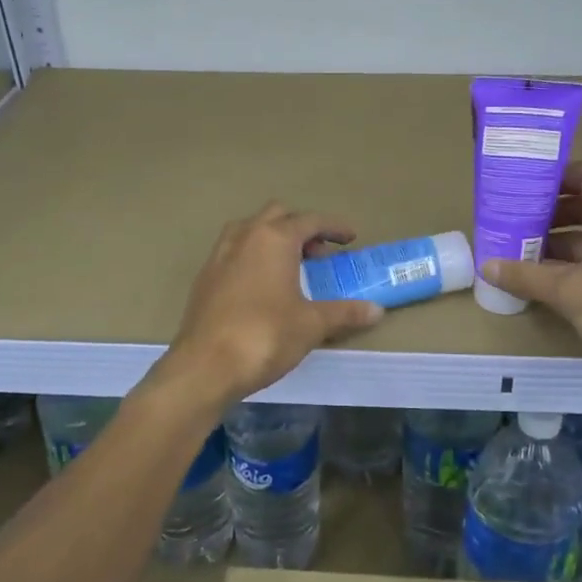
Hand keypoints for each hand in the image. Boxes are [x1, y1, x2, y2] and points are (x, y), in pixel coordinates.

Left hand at [164, 203, 384, 404]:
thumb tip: (377, 310)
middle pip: (277, 216)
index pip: (310, 220)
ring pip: (250, 230)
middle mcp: (245, 236)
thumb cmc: (265, 335)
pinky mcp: (204, 277)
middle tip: (318, 254)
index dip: (333, 227)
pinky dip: (253, 257)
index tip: (350, 237)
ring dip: (273, 239)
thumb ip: (344, 312)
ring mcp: (219, 255)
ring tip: (290, 267)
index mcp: (274, 239)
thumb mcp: (312, 324)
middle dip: (300, 228)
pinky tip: (262, 287)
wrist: (205, 366)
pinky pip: (234, 252)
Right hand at [482, 163, 581, 413]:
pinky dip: (571, 268)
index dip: (554, 176)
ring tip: (516, 251)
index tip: (520, 184)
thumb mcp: (569, 291)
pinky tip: (540, 282)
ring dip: (556, 243)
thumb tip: (487, 265)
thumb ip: (526, 275)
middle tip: (510, 220)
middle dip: (548, 213)